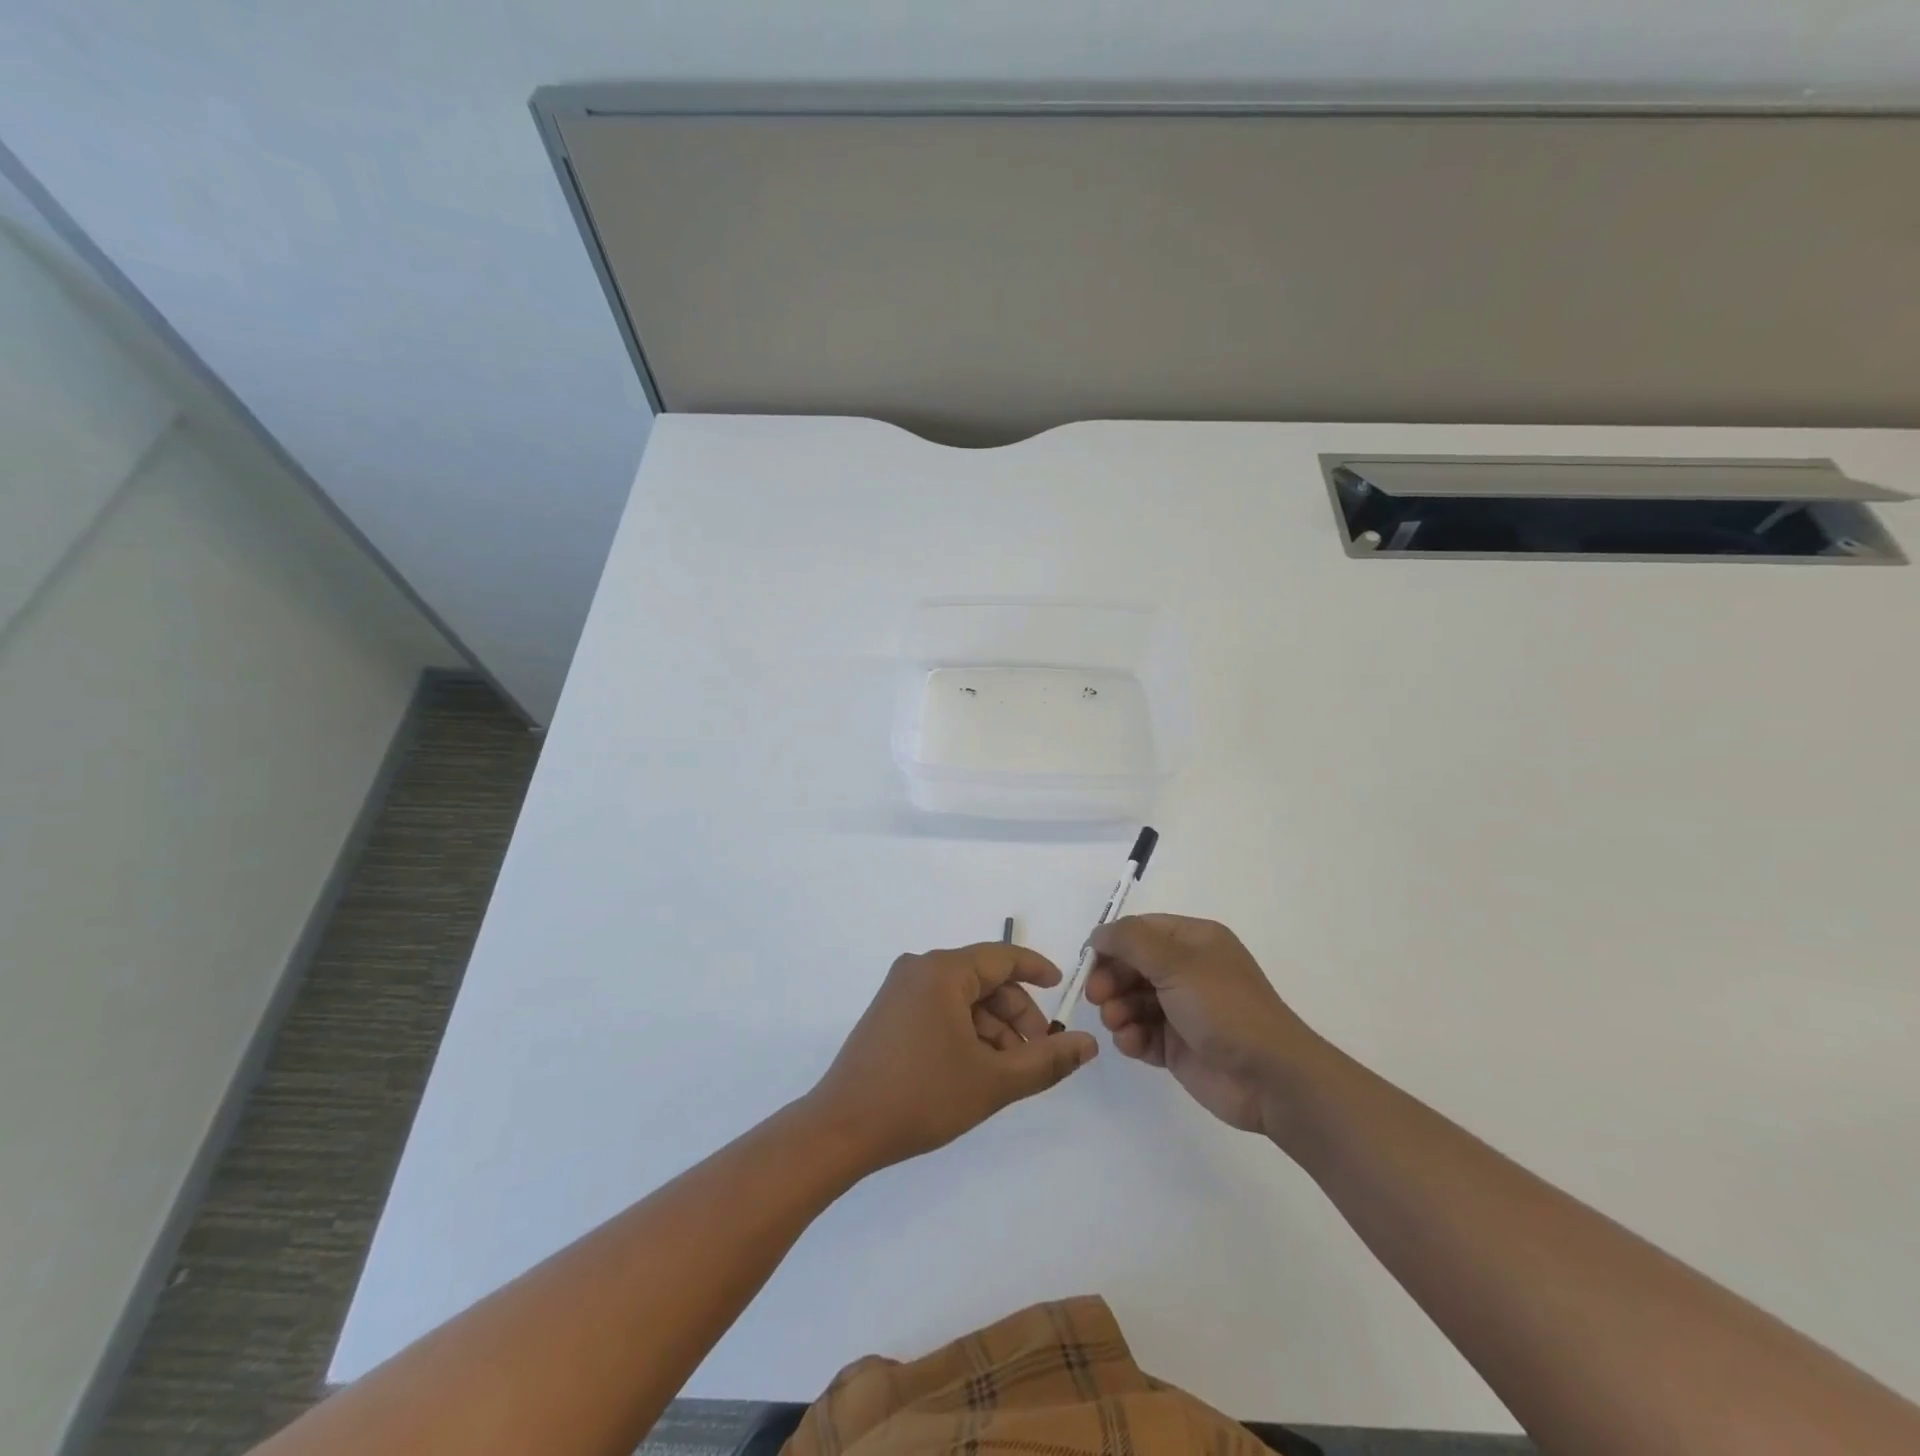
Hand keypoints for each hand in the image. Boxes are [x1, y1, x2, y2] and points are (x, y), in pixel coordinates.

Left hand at [808, 943, 1098, 1171]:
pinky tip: (977, 1069)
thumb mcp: (993, 1080)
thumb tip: (1089, 1043)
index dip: (1037, 970)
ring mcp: (899, 991)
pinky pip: (940, 1010)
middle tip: (1036, 1054)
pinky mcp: (889, 1014)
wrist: (841, 1129)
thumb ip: (1046, 1060)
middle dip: (1016, 1014)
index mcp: (942, 971)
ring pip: (963, 998)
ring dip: (992, 1028)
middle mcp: (919, 969)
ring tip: (1008, 1072)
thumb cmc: (921, 1096)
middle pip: (984, 980)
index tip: (1062, 988)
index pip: (1002, 957)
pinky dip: (966, 1032)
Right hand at [1086, 914, 1324, 1137]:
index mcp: (1194, 941)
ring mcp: (1182, 1010)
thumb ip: (1131, 942)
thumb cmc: (1224, 1007)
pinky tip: (1132, 1044)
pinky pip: (1141, 1033)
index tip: (1090, 961)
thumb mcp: (1176, 962)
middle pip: (1132, 966)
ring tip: (1118, 1023)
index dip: (1113, 943)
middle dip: (1111, 980)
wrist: (1269, 1077)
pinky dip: (1131, 1037)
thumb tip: (1098, 934)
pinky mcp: (1177, 1046)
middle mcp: (1187, 971)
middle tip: (1098, 997)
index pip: (1142, 930)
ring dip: (1117, 1010)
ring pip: (1132, 1001)